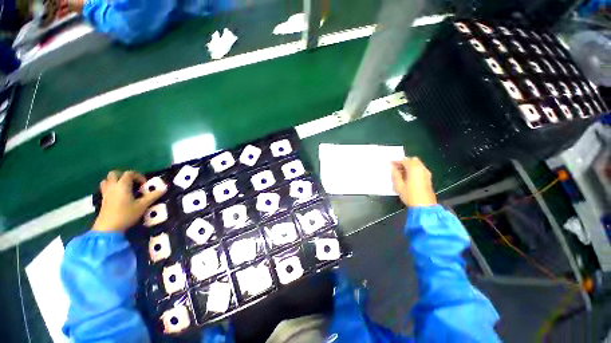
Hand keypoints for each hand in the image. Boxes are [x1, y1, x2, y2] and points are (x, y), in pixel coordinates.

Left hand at [93, 170, 165, 231]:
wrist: (108, 228)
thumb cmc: (126, 214)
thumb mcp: (142, 205)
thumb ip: (153, 196)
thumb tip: (164, 188)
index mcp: (123, 185)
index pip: (129, 173)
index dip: (139, 176)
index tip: (145, 184)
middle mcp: (113, 186)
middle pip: (115, 174)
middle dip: (124, 176)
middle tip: (133, 183)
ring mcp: (106, 193)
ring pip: (107, 180)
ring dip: (115, 181)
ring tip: (124, 188)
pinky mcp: (103, 199)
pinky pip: (105, 188)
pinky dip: (111, 188)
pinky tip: (118, 195)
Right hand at [391, 157, 436, 206]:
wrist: (424, 206)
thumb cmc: (410, 195)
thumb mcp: (399, 185)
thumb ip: (395, 174)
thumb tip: (393, 167)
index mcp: (414, 169)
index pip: (404, 160)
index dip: (396, 161)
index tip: (390, 163)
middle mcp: (421, 168)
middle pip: (412, 160)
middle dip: (403, 162)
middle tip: (395, 167)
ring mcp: (426, 173)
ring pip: (417, 164)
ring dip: (409, 165)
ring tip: (400, 172)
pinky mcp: (428, 178)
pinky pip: (420, 169)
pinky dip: (413, 169)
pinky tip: (407, 176)